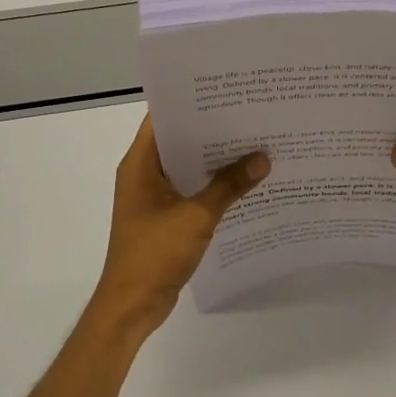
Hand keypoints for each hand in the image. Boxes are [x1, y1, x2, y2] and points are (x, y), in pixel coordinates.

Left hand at [89, 114, 269, 339]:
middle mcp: (144, 174)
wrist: (132, 304)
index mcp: (140, 164)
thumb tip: (263, 159)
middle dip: (212, 130)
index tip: (226, 91)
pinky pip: (191, 191)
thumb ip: (229, 185)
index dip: (191, 102)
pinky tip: (245, 183)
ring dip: (215, 160)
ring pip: (187, 168)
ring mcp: (153, 197)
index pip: (162, 118)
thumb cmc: (155, 253)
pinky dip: (213, 186)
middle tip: (251, 114)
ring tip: (255, 143)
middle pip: (179, 141)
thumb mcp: (196, 216)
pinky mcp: (165, 218)